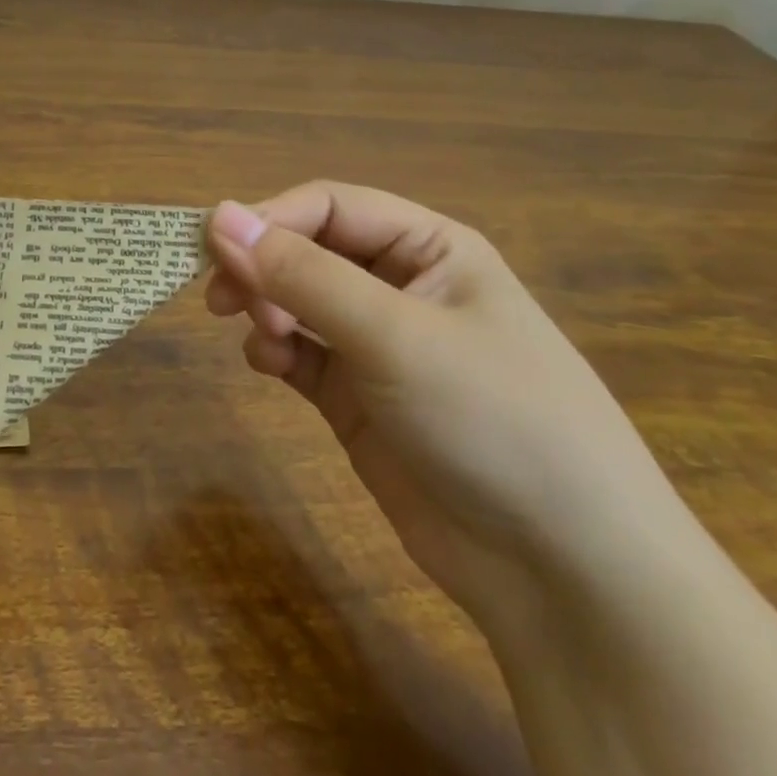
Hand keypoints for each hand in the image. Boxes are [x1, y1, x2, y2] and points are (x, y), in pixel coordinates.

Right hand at [205, 183, 688, 631]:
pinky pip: (300, 354)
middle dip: (263, 267)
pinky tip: (268, 366)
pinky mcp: (358, 398)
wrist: (562, 569)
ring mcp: (378, 345)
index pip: (330, 206)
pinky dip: (274, 352)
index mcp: (430, 248)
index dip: (270, 219)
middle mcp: (402, 286)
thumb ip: (302, 274)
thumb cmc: (491, 418)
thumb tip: (219, 216)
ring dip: (265, 308)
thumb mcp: (394, 335)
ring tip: (262, 339)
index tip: (214, 249)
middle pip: (308, 250)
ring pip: (297, 301)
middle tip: (222, 300)